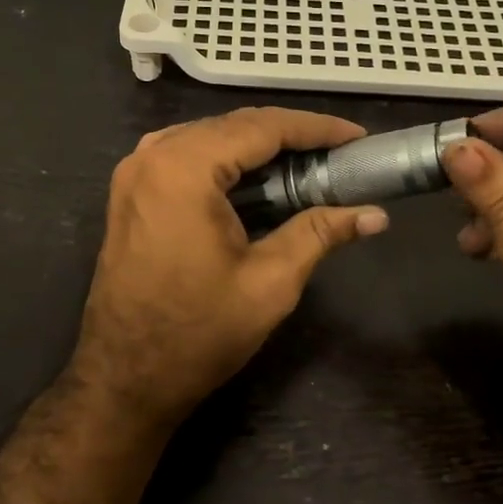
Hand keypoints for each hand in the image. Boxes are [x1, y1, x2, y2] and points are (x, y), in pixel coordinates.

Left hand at [67, 107, 388, 426]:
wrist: (126, 377)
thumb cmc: (198, 333)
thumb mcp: (270, 283)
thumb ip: (320, 234)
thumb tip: (376, 215)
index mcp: (183, 169)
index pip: (261, 127)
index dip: (315, 128)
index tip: (357, 137)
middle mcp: (152, 156)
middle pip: (233, 126)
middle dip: (289, 135)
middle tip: (338, 152)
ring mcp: (134, 173)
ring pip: (208, 137)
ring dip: (257, 145)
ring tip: (306, 162)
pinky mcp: (130, 192)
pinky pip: (185, 155)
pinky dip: (225, 160)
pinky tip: (255, 178)